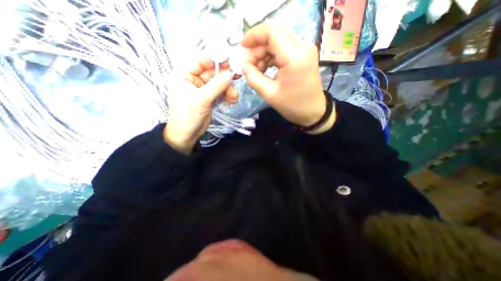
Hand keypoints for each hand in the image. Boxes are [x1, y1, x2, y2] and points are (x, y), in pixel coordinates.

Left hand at [162, 58, 237, 153]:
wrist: (187, 134)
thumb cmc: (188, 114)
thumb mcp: (202, 99)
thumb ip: (217, 85)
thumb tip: (231, 73)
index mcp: (184, 75)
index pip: (201, 62)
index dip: (216, 61)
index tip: (231, 62)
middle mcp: (194, 80)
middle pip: (212, 73)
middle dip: (225, 78)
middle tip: (238, 77)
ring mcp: (203, 90)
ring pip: (218, 84)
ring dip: (228, 89)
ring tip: (234, 97)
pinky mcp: (210, 98)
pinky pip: (220, 93)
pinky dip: (227, 95)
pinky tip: (232, 100)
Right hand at [240, 23, 333, 131]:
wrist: (312, 112)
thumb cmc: (292, 105)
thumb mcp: (269, 94)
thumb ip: (253, 77)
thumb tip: (244, 65)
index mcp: (294, 56)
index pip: (271, 32)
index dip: (254, 36)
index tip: (242, 46)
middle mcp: (302, 47)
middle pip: (274, 36)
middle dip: (258, 48)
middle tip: (249, 65)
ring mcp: (305, 50)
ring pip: (278, 42)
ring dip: (264, 53)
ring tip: (257, 70)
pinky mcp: (304, 55)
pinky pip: (284, 49)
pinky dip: (272, 56)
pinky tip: (266, 68)